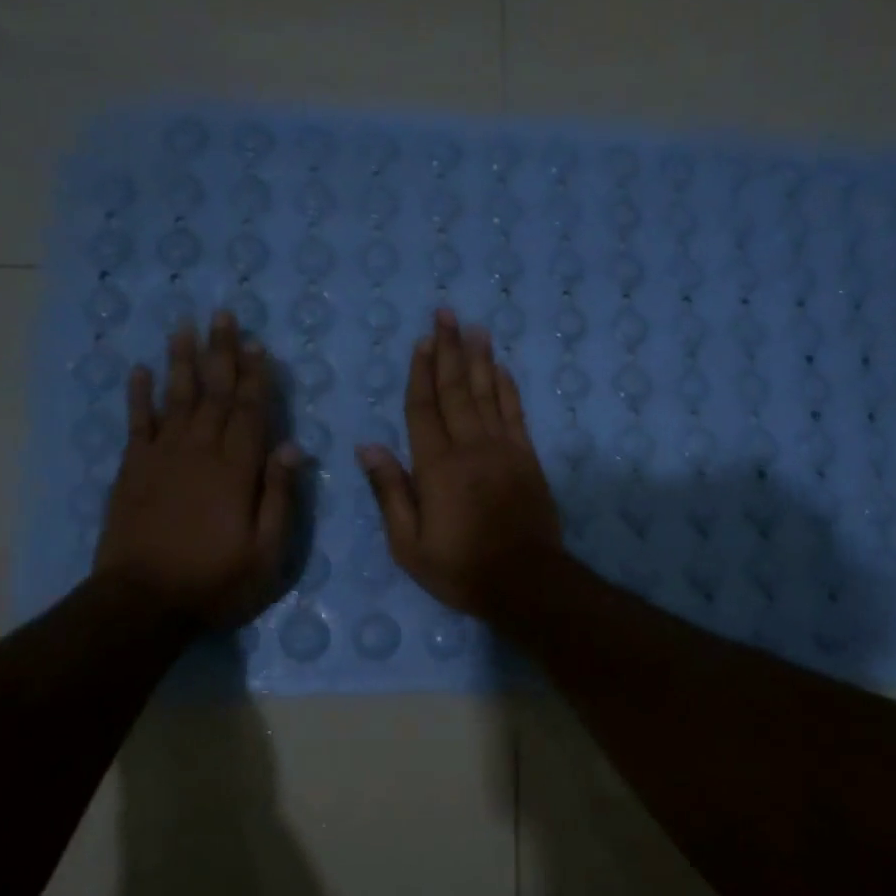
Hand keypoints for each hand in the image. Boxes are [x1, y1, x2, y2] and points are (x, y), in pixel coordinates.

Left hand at [93, 312, 299, 626]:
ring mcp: (161, 458)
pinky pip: (137, 423)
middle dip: (221, 353)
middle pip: (213, 393)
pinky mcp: (132, 471)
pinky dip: (138, 395)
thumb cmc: (216, 581)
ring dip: (182, 361)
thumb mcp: (268, 552)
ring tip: (184, 326)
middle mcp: (199, 452)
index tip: (257, 344)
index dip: (256, 377)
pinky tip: (140, 371)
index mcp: (236, 470)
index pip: (250, 412)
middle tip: (223, 314)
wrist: (143, 602)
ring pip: (175, 398)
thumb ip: (279, 497)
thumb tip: (294, 448)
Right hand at [356, 310, 561, 620]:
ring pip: (489, 394)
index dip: (421, 373)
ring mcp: (504, 450)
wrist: (525, 581)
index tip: (421, 341)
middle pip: (457, 390)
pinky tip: (502, 369)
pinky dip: (508, 389)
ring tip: (474, 328)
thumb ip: (390, 493)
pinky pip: (516, 414)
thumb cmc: (460, 569)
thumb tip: (368, 448)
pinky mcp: (528, 460)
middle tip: (446, 314)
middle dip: (449, 350)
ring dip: (480, 359)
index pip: (424, 409)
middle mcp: (470, 448)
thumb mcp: (409, 545)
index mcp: (436, 468)